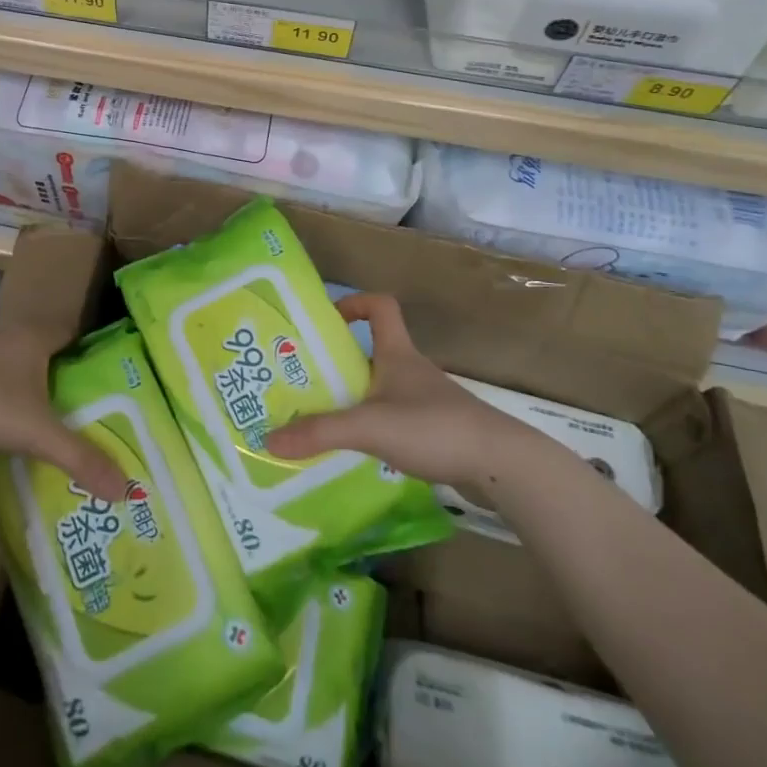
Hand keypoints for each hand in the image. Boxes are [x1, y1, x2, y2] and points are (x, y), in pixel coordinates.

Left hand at [0, 327, 127, 500]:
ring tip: (19, 397)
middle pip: (32, 339)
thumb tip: (124, 487)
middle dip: (45, 360)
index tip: (91, 366)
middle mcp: (3, 335)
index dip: (80, 345)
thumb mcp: (40, 435)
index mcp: (32, 339)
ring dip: (8, 367)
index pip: (66, 330)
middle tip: (60, 389)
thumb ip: (80, 457)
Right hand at [264, 293, 546, 489]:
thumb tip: (266, 439)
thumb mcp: (369, 427)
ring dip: (355, 397)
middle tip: (304, 379)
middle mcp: (411, 370)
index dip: (355, 303)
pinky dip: (375, 427)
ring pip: (383, 388)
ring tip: (323, 418)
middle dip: (340, 362)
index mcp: (397, 354)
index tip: (327, 318)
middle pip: (373, 352)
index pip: (380, 307)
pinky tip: (360, 451)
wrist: (500, 464)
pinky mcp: (436, 430)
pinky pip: (396, 418)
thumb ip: (319, 433)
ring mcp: (426, 401)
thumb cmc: (434, 427)